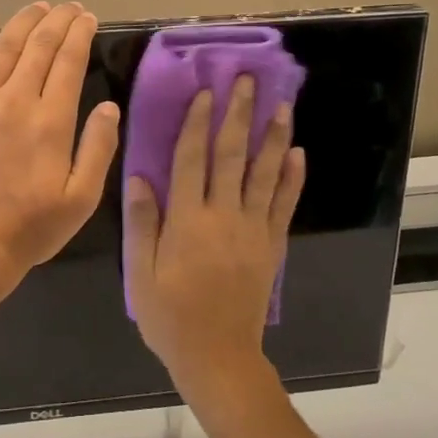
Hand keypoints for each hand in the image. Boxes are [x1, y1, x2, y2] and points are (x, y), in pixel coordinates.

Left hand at [0, 3, 120, 286]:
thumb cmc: (33, 226)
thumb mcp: (83, 198)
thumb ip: (99, 147)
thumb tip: (109, 105)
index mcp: (51, 121)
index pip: (69, 60)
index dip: (80, 33)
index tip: (89, 17)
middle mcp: (16, 101)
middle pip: (39, 45)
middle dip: (58, 19)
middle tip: (71, 7)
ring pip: (6, 46)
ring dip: (26, 20)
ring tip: (41, 5)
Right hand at [125, 76, 304, 400]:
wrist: (217, 356)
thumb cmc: (170, 315)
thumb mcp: (140, 272)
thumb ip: (141, 222)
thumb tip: (140, 175)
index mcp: (187, 219)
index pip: (192, 159)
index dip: (198, 123)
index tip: (206, 93)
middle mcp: (223, 215)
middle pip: (232, 155)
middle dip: (239, 115)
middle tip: (248, 81)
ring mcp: (253, 229)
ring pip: (265, 173)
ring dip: (274, 137)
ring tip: (282, 105)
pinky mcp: (271, 245)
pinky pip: (284, 205)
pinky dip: (292, 178)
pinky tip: (297, 154)